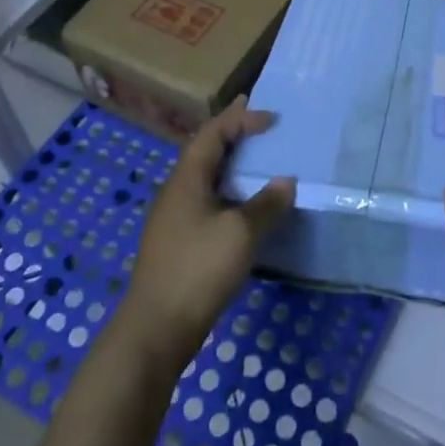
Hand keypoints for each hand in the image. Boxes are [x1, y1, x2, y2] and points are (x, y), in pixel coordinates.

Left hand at [120, 96, 292, 369]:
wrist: (157, 327)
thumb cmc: (198, 268)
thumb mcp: (240, 233)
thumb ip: (266, 204)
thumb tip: (286, 181)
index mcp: (187, 178)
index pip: (213, 133)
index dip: (240, 119)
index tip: (271, 118)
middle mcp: (177, 191)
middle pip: (205, 151)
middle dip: (232, 134)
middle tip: (260, 123)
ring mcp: (175, 218)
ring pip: (206, 178)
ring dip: (231, 164)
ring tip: (258, 160)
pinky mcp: (179, 242)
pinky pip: (208, 202)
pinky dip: (229, 192)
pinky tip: (245, 207)